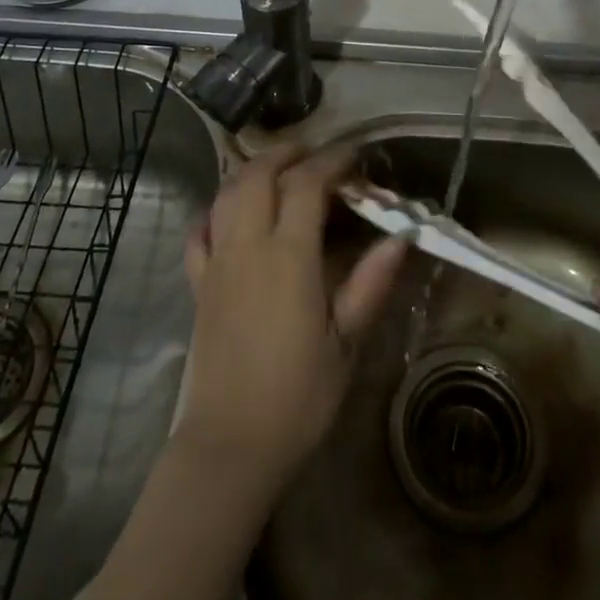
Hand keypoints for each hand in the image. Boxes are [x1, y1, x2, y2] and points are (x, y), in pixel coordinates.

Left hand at [177, 142, 408, 490]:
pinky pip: (200, 232)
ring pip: (226, 194)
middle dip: (286, 153)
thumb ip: (370, 283)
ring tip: (280, 172)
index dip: (330, 161)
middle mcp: (247, 247)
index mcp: (288, 257)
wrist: (230, 446)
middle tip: (314, 155)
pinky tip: (231, 214)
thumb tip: (401, 236)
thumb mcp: (346, 343)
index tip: (353, 157)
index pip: (305, 185)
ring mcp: (217, 263)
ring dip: (253, 172)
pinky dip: (216, 210)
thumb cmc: (297, 396)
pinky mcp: (198, 284)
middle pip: (257, 175)